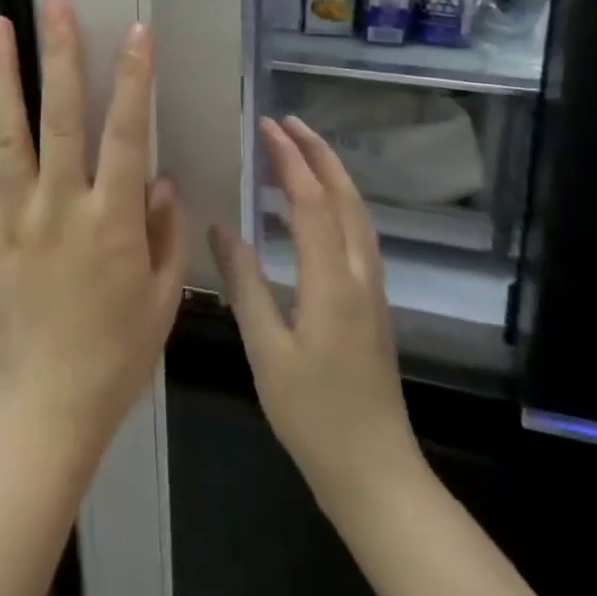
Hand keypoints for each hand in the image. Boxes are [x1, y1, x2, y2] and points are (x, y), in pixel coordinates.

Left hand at [0, 0, 185, 462]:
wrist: (40, 407)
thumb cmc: (113, 355)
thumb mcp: (161, 298)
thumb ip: (165, 232)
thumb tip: (159, 176)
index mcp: (113, 221)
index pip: (126, 133)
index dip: (134, 78)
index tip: (137, 31)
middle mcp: (61, 205)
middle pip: (62, 117)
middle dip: (61, 55)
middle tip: (56, 4)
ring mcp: (15, 215)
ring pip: (9, 132)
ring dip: (3, 75)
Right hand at [209, 116, 424, 517]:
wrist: (375, 473)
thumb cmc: (313, 415)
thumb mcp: (265, 350)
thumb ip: (244, 283)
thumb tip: (221, 226)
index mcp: (330, 281)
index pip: (311, 201)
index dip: (289, 159)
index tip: (265, 126)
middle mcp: (359, 273)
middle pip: (345, 196)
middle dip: (318, 153)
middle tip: (287, 122)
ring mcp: (372, 287)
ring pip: (357, 213)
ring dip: (331, 174)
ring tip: (299, 151)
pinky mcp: (372, 302)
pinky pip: (357, 233)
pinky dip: (336, 203)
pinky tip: (311, 211)